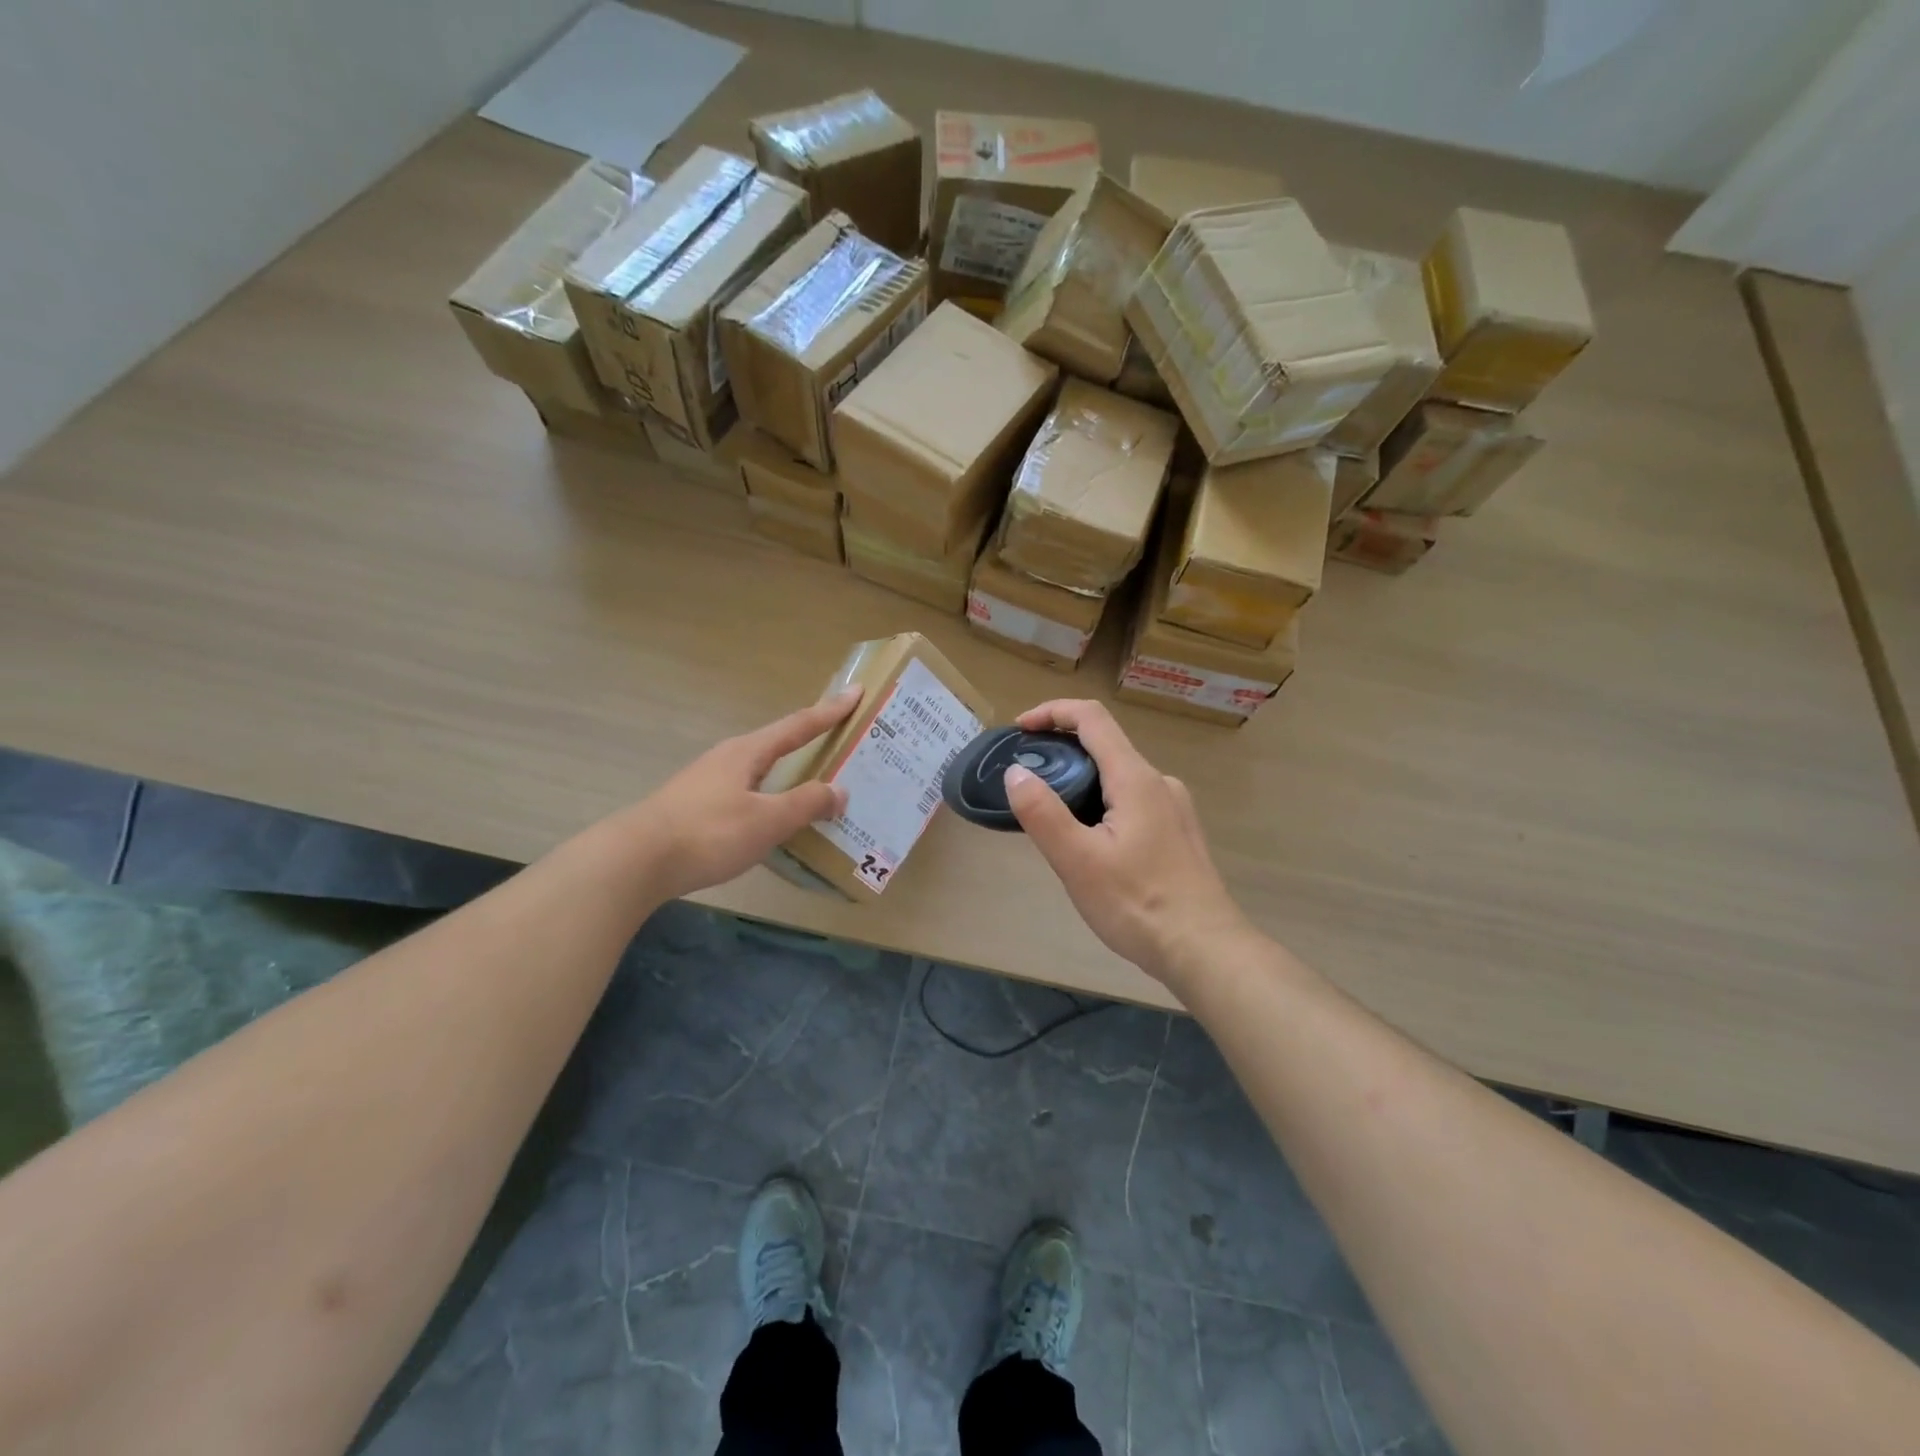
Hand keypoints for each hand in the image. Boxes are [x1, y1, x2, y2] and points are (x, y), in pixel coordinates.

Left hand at [632, 689, 861, 899]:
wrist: (635, 860)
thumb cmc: (708, 832)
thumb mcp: (766, 820)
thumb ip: (806, 804)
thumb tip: (839, 791)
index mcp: (748, 752)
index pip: (799, 725)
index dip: (830, 711)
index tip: (856, 693)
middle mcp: (729, 758)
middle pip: (779, 743)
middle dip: (812, 741)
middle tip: (843, 743)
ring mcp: (709, 782)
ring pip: (762, 771)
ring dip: (790, 773)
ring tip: (816, 786)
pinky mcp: (697, 806)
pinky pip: (748, 793)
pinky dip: (771, 797)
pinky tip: (774, 818)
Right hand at [1005, 700, 1254, 990]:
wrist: (1205, 950)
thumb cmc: (1138, 904)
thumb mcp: (1078, 861)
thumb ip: (1043, 813)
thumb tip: (1017, 773)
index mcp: (1135, 778)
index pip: (1091, 718)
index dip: (1052, 712)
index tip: (1019, 729)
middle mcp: (1159, 782)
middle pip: (1105, 745)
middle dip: (1061, 751)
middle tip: (1027, 781)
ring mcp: (1174, 808)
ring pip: (1118, 776)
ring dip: (1081, 781)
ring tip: (1052, 818)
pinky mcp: (1178, 832)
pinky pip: (1132, 800)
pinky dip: (1102, 802)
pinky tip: (1091, 843)